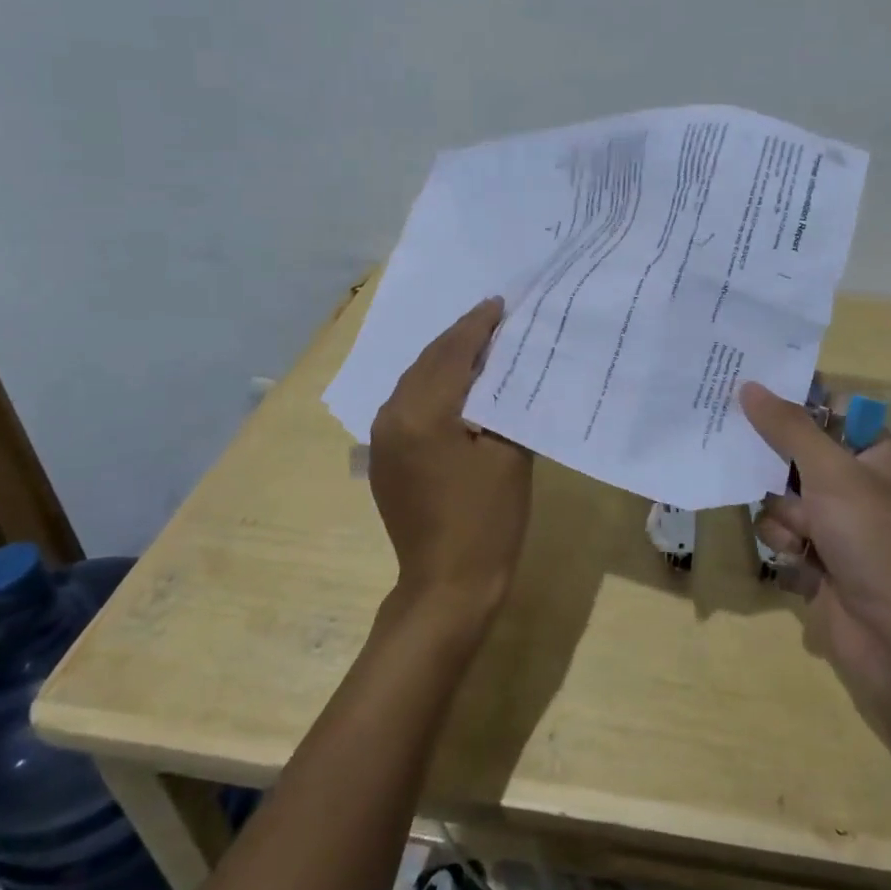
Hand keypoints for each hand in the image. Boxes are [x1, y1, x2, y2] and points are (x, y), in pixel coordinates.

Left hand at [369, 298, 534, 624]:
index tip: (499, 303)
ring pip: (416, 381)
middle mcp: (392, 416)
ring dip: (446, 359)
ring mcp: (383, 438)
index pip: (452, 354)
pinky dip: (434, 386)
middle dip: (460, 337)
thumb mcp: (508, 455)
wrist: (447, 586)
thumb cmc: (487, 521)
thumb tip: (506, 369)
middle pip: (428, 361)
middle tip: (492, 317)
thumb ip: (505, 403)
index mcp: (422, 413)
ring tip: (478, 344)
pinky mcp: (385, 457)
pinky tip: (457, 385)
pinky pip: (409, 404)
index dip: (478, 326)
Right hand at [740, 381, 890, 710]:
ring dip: (782, 512)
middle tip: (741, 451)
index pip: (824, 410)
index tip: (748, 391)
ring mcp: (832, 521)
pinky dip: (784, 542)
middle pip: (793, 452)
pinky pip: (778, 530)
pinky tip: (801, 559)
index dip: (789, 400)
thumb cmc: (874, 539)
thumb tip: (749, 386)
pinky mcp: (814, 555)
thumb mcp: (832, 472)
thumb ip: (787, 427)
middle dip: (774, 463)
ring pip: (778, 494)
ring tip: (804, 533)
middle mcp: (851, 482)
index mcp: (870, 453)